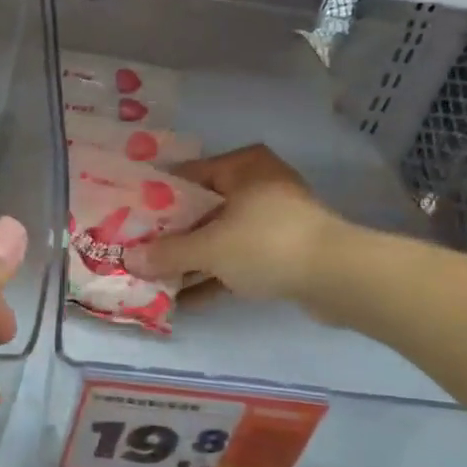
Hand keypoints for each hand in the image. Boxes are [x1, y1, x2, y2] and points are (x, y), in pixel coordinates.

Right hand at [127, 145, 345, 305]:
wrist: (338, 277)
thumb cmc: (266, 243)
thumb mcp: (208, 248)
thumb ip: (167, 253)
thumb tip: (129, 259)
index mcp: (241, 166)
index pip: (185, 176)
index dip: (154, 199)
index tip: (128, 220)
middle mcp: (257, 185)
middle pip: (201, 209)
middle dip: (170, 234)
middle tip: (138, 251)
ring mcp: (272, 220)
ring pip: (219, 237)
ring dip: (191, 259)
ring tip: (154, 279)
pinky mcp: (282, 251)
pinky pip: (237, 259)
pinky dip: (215, 275)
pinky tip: (186, 299)